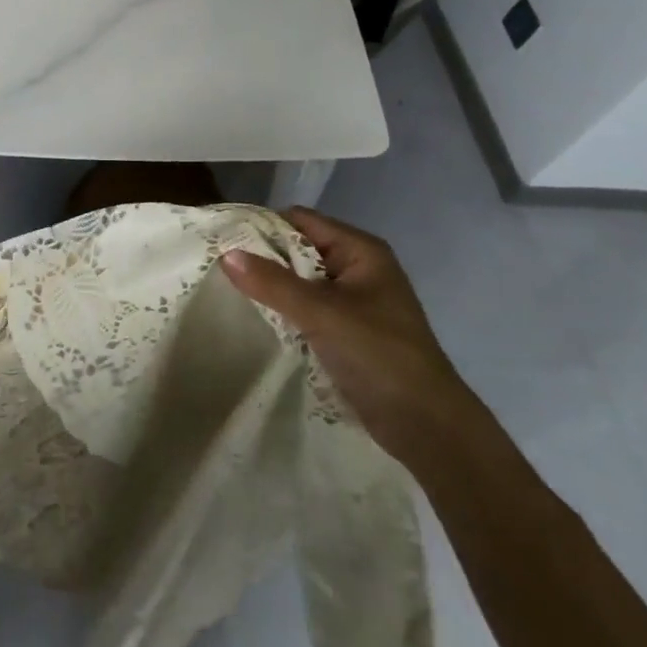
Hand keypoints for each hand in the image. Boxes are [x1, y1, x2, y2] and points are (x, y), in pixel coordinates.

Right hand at [221, 207, 476, 461]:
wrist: (428, 426)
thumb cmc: (379, 356)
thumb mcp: (322, 314)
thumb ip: (273, 283)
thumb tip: (225, 254)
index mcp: (361, 251)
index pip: (301, 220)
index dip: (263, 226)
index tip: (224, 238)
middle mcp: (358, 268)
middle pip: (299, 248)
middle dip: (263, 256)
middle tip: (219, 265)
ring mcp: (354, 301)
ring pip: (300, 280)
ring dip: (271, 285)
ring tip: (229, 289)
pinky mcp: (347, 330)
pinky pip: (306, 307)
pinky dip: (284, 308)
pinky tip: (257, 317)